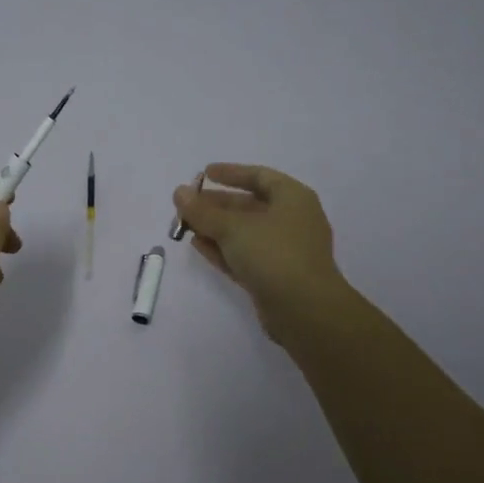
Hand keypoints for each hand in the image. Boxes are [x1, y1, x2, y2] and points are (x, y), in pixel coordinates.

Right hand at [173, 164, 348, 340]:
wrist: (304, 309)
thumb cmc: (273, 254)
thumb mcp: (232, 227)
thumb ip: (202, 210)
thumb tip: (179, 192)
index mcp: (293, 198)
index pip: (259, 176)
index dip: (231, 173)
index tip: (204, 173)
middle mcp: (292, 220)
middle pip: (249, 205)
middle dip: (216, 205)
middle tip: (186, 204)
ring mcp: (284, 250)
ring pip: (245, 232)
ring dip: (215, 228)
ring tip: (185, 225)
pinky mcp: (275, 276)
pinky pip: (245, 255)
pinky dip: (222, 248)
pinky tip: (197, 245)